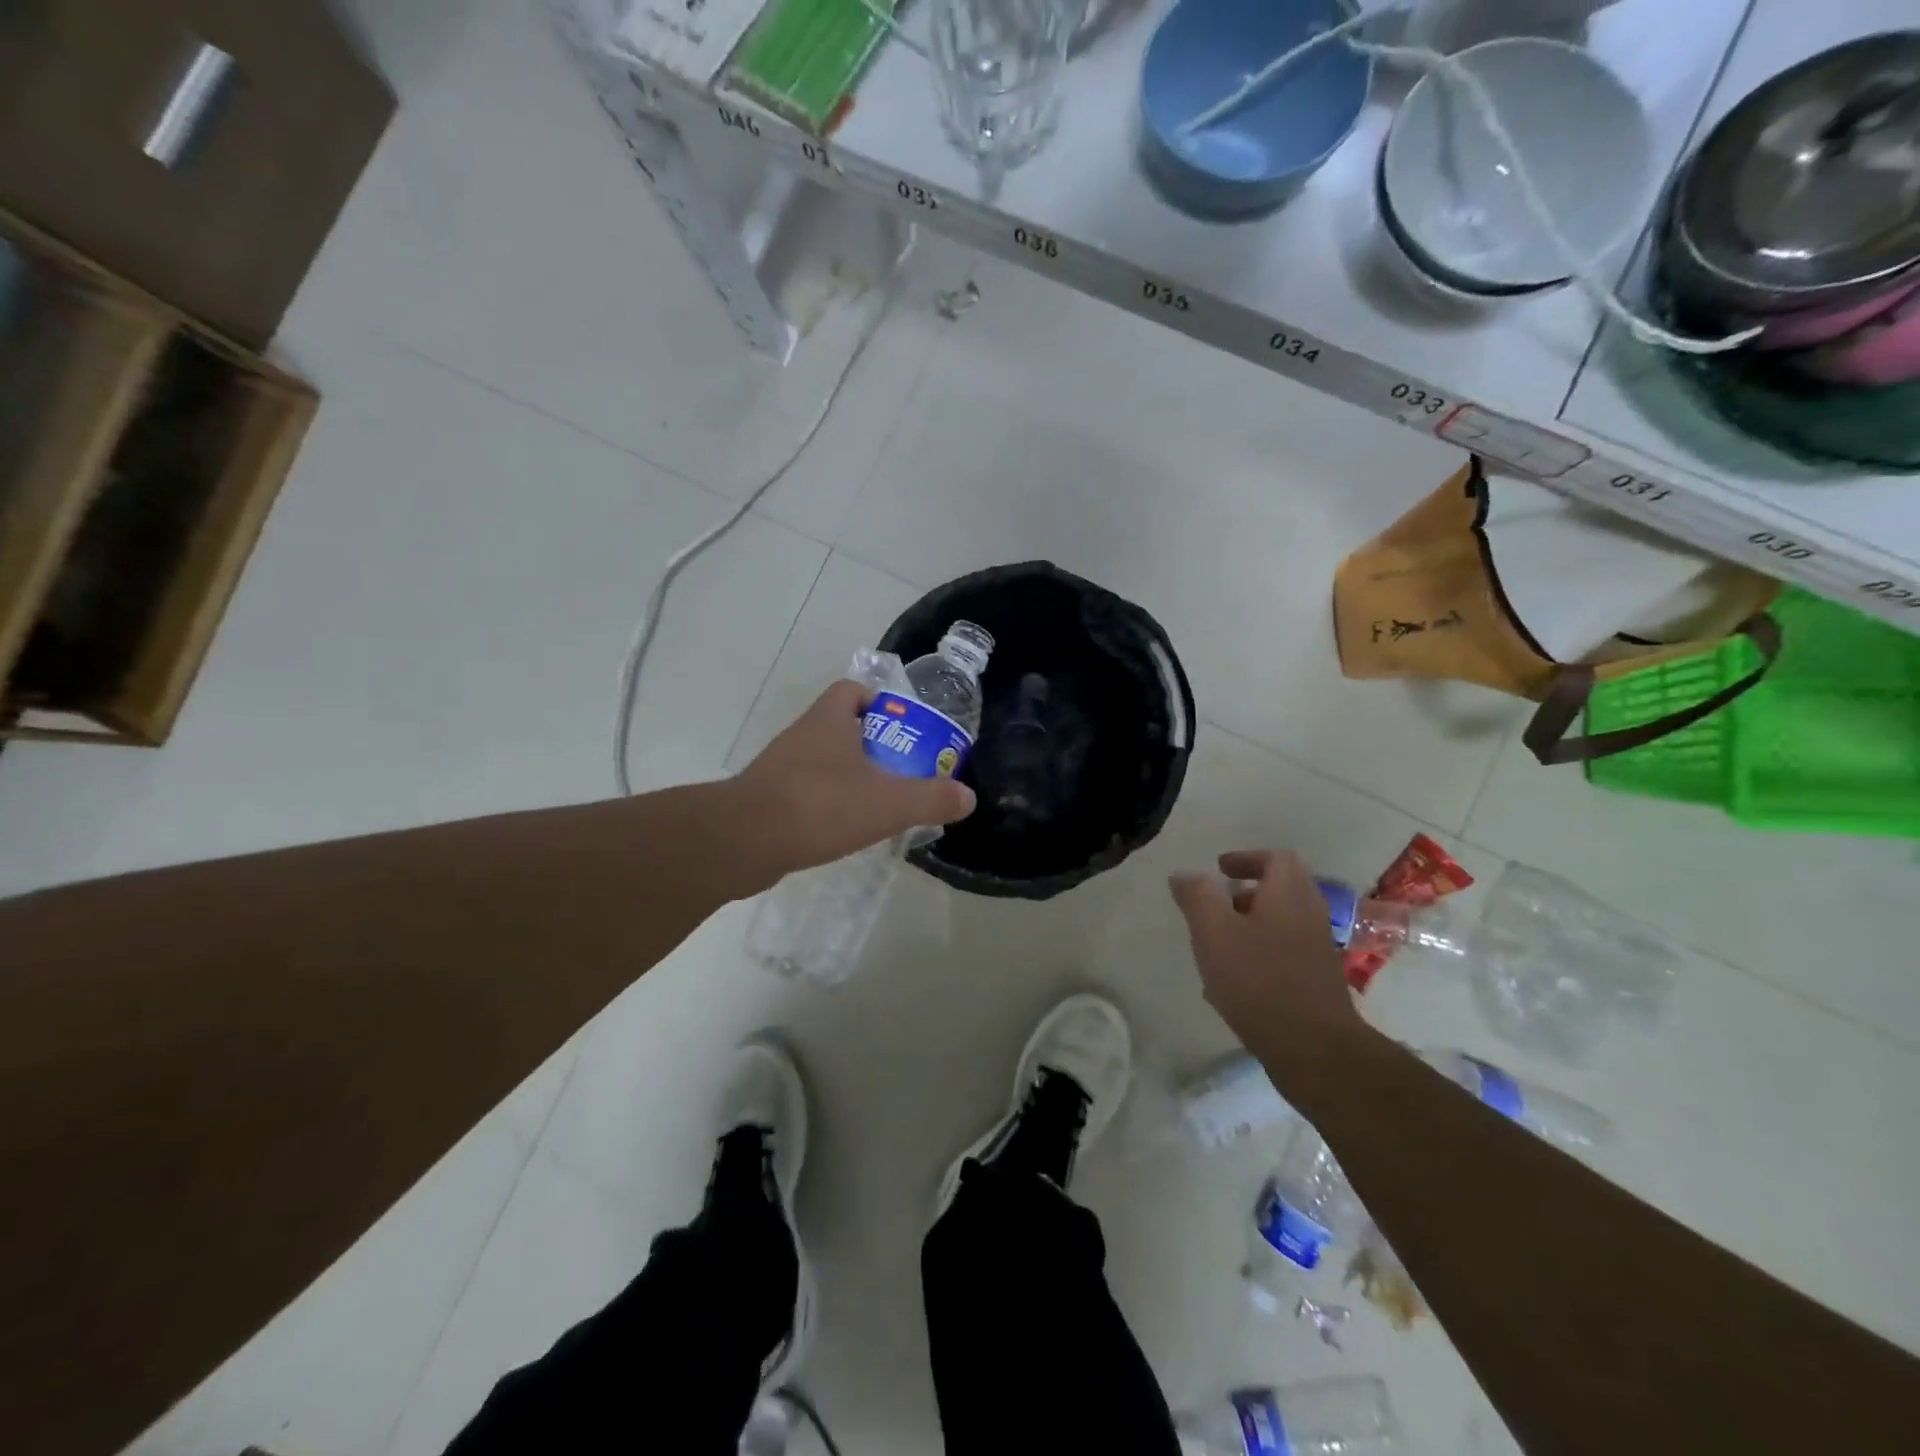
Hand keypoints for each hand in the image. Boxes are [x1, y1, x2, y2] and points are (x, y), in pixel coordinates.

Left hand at [729, 680, 976, 883]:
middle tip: (901, 771)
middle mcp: (803, 735)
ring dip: (849, 776)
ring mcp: (781, 767)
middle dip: (872, 745)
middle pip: (841, 727)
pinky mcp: (768, 798)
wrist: (743, 841)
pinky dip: (827, 803)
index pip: (852, 691)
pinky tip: (845, 829)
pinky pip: (806, 791)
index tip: (902, 728)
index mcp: (830, 720)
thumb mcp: (889, 803)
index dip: (878, 702)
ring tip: (879, 804)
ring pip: (823, 761)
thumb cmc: (820, 806)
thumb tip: (967, 796)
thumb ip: (932, 798)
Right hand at [1170, 850, 1367, 1085]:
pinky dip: (1259, 952)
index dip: (1247, 858)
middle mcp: (1310, 915)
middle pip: (1281, 890)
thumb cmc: (1258, 979)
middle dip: (1246, 893)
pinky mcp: (1316, 982)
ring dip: (1250, 924)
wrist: (1313, 1048)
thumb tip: (1186, 874)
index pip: (1276, 858)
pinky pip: (1284, 953)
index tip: (1219, 869)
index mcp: (1289, 894)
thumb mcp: (1214, 930)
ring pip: (1281, 923)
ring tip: (1216, 944)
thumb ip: (1197, 896)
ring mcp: (1317, 950)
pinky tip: (1231, 981)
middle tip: (1215, 904)